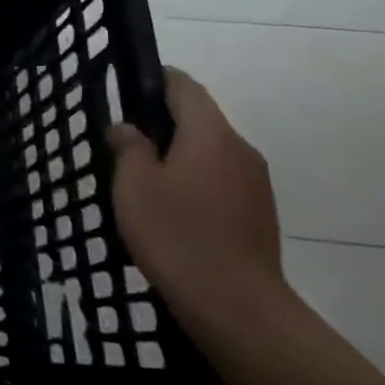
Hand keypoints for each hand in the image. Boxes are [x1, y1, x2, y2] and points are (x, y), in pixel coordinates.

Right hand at [108, 68, 289, 342]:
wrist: (235, 304)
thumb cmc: (176, 234)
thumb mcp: (134, 186)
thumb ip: (129, 148)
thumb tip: (128, 128)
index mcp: (210, 135)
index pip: (186, 87)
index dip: (158, 80)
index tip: (130, 88)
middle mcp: (240, 150)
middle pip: (201, 121)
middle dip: (164, 125)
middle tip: (125, 144)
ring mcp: (255, 184)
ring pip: (211, 154)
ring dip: (180, 158)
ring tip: (144, 184)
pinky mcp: (259, 214)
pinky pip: (221, 183)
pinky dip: (196, 184)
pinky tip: (172, 213)